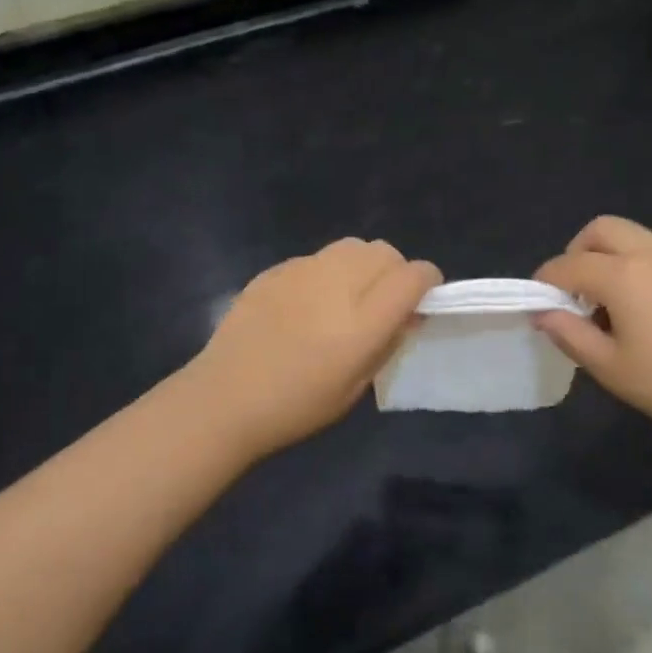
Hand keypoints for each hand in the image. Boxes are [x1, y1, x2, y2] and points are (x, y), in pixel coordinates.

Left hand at [184, 238, 441, 459]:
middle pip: (384, 252)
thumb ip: (388, 343)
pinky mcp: (276, 269)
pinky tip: (308, 302)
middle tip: (384, 299)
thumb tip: (408, 314)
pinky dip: (327, 271)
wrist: (224, 398)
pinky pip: (317, 257)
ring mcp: (303, 271)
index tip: (423, 297)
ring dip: (362, 264)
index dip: (427, 281)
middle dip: (395, 270)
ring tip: (348, 294)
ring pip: (352, 246)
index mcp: (362, 321)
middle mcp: (337, 284)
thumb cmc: (296, 406)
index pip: (413, 276)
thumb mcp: (356, 387)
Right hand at [533, 216, 651, 450]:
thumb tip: (544, 312)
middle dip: (577, 252)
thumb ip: (569, 334)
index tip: (538, 302)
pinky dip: (639, 265)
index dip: (546, 280)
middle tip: (575, 292)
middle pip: (601, 230)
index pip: (569, 265)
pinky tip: (648, 308)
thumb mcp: (610, 367)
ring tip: (611, 302)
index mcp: (623, 274)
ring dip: (610, 256)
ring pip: (633, 236)